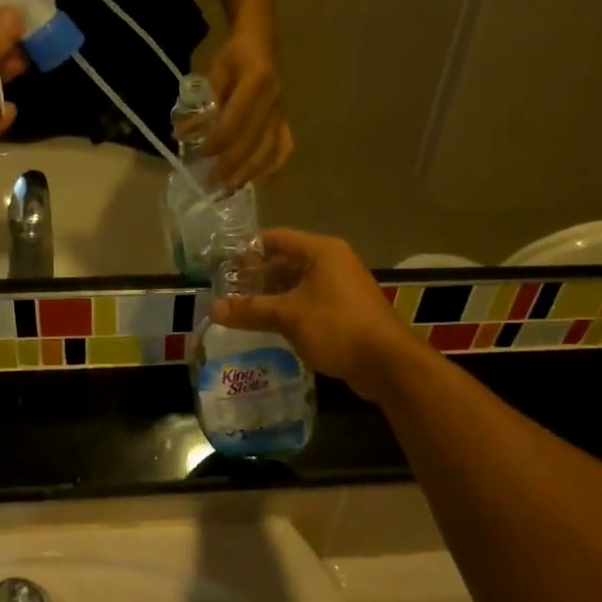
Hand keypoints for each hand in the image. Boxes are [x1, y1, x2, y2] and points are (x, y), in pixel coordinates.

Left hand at [203, 28, 293, 191]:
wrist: (261, 41)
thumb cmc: (233, 57)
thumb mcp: (214, 73)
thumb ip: (203, 104)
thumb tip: (184, 134)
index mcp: (257, 82)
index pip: (237, 120)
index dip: (219, 140)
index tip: (202, 154)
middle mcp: (274, 100)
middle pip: (254, 141)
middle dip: (232, 166)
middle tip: (212, 184)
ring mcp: (282, 112)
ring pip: (270, 150)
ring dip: (249, 173)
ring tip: (230, 189)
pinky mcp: (285, 120)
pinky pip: (284, 148)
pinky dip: (273, 167)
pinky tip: (259, 180)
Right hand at [211, 229, 424, 400]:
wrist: (387, 363)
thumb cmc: (337, 326)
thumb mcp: (289, 316)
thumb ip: (251, 310)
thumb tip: (213, 308)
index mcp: (322, 251)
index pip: (276, 238)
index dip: (248, 249)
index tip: (222, 264)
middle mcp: (333, 262)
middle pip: (286, 260)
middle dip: (257, 275)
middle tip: (226, 290)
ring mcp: (341, 287)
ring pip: (297, 284)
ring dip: (271, 295)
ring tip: (241, 309)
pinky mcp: (344, 311)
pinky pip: (309, 302)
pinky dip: (288, 309)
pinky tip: (268, 325)